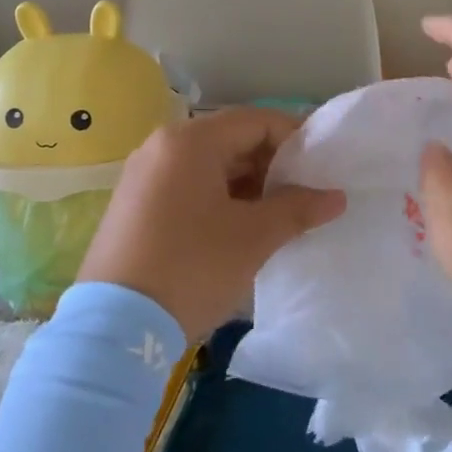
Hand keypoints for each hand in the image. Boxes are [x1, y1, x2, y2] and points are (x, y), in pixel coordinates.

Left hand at [76, 107, 346, 341]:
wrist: (115, 329)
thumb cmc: (192, 267)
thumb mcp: (254, 237)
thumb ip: (298, 208)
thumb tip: (336, 197)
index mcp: (190, 141)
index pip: (256, 121)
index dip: (296, 139)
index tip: (323, 167)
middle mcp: (161, 147)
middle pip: (231, 140)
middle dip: (272, 165)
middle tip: (304, 196)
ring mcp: (143, 176)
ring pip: (210, 166)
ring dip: (248, 185)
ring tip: (278, 217)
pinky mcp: (134, 205)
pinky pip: (188, 187)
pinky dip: (220, 199)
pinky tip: (240, 229)